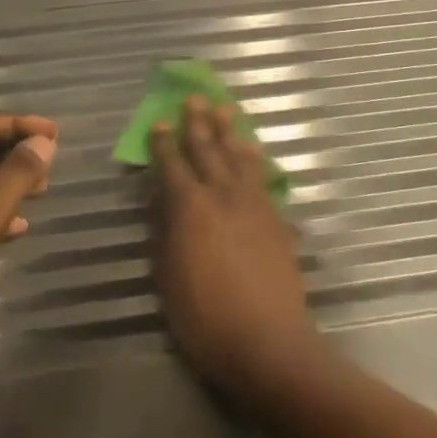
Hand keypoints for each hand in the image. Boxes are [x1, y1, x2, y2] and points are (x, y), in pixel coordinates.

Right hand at [149, 97, 319, 397]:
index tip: (160, 121)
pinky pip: (262, 178)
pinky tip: (253, 151)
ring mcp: (254, 205)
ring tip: (225, 109)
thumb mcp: (167, 276)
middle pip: (209, 150)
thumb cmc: (204, 317)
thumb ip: (164, 232)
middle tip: (195, 98)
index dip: (164, 143)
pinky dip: (255, 159)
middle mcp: (223, 196)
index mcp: (190, 208)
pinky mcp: (277, 219)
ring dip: (231, 131)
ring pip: (240, 157)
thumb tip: (159, 200)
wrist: (267, 340)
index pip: (172, 165)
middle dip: (199, 123)